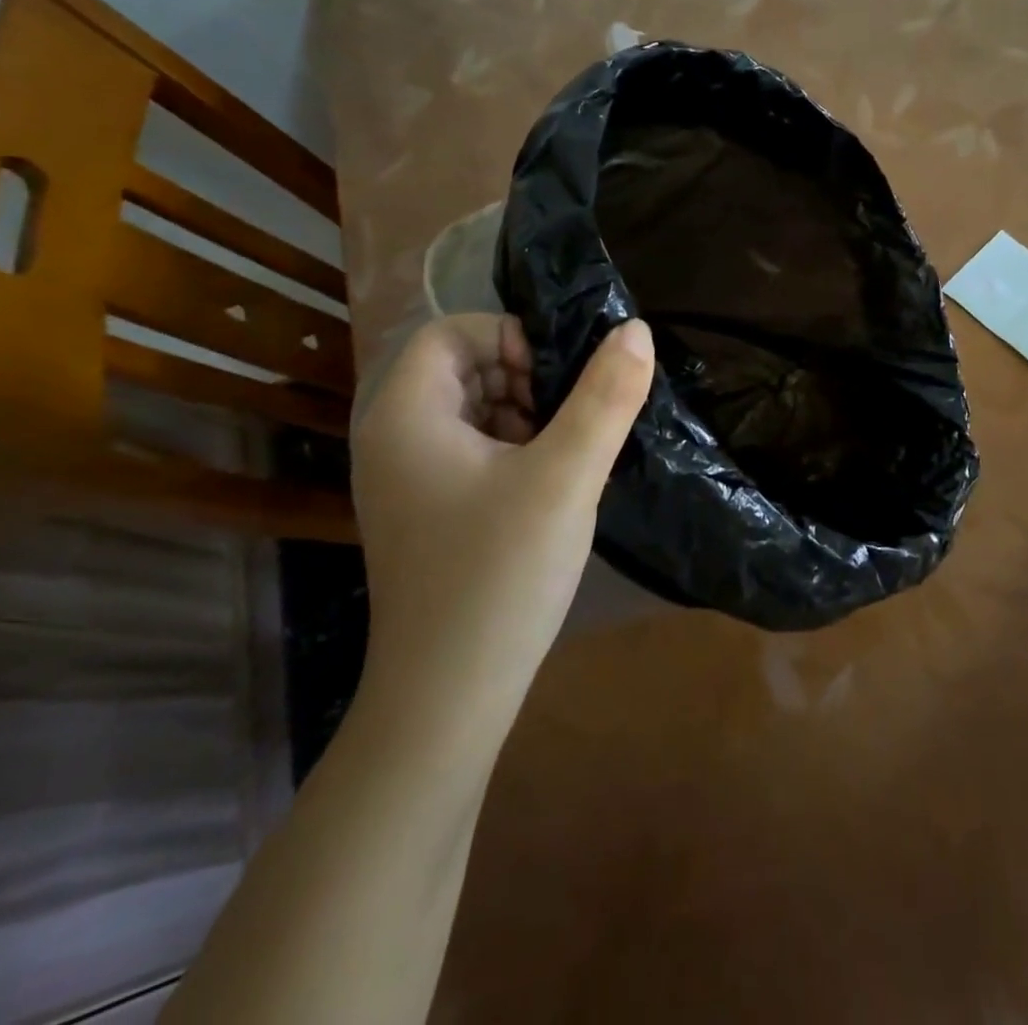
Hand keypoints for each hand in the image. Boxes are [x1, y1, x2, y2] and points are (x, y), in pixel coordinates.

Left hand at [349, 313, 654, 719]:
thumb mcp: (566, 476)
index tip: (559, 379)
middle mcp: (392, 437)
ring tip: (566, 452)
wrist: (448, 698)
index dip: (511, 337)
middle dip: (523, 377)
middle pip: (461, 368)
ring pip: (470, 410)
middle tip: (571, 417)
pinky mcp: (424, 512)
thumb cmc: (500, 575)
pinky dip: (512, 449)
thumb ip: (605, 397)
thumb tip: (636, 329)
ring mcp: (404, 480)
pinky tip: (547, 486)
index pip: (453, 331)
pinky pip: (469, 451)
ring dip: (523, 414)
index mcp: (405, 414)